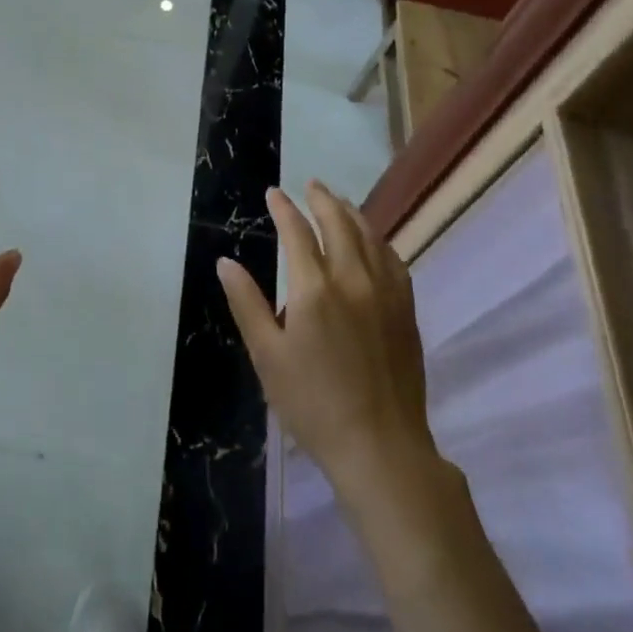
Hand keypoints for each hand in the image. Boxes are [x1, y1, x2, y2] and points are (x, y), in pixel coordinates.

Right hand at [218, 181, 436, 499]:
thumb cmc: (312, 403)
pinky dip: (378, 240)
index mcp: (314, 289)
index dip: (283, 209)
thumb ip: (246, 303)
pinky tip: (373, 241)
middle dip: (322, 199)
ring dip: (352, 213)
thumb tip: (225, 263)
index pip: (296, 232)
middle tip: (310, 184)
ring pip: (370, 237)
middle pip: (339, 224)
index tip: (274, 193)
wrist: (380, 447)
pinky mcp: (406, 311)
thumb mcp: (266, 356)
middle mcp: (353, 280)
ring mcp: (386, 293)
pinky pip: (393, 260)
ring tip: (339, 201)